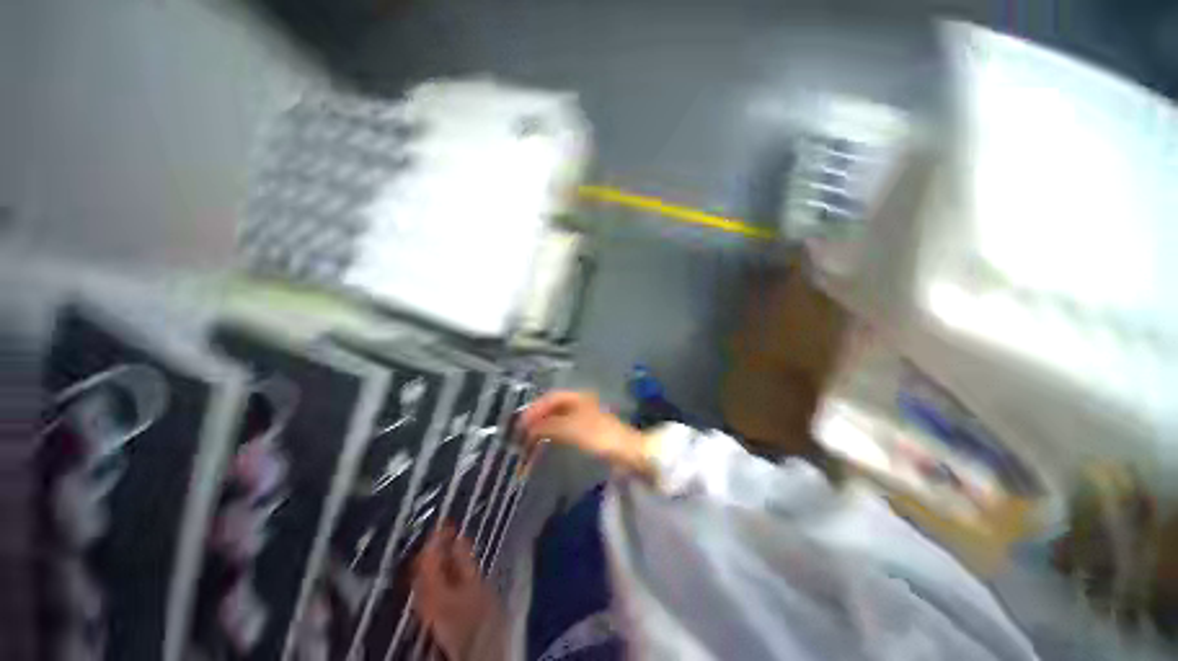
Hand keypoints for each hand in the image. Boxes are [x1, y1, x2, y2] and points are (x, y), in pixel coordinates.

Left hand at [412, 524, 502, 660]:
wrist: (479, 650)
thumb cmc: (480, 616)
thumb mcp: (477, 584)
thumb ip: (465, 560)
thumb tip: (458, 537)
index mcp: (431, 589)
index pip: (426, 556)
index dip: (436, 536)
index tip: (448, 520)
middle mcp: (422, 597)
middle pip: (421, 565)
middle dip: (434, 546)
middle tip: (450, 530)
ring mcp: (426, 606)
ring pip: (425, 574)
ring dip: (436, 557)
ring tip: (452, 543)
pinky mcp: (432, 611)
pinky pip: (429, 583)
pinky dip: (438, 569)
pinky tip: (451, 564)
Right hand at [519, 391, 650, 475]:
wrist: (627, 452)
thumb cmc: (599, 436)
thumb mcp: (572, 429)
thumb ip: (549, 426)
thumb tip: (529, 427)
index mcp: (579, 397)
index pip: (551, 397)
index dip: (535, 408)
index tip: (521, 422)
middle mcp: (581, 402)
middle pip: (555, 405)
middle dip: (538, 415)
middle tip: (522, 429)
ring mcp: (585, 416)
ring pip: (559, 416)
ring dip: (544, 424)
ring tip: (530, 436)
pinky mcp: (588, 429)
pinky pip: (565, 426)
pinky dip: (553, 431)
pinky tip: (547, 439)